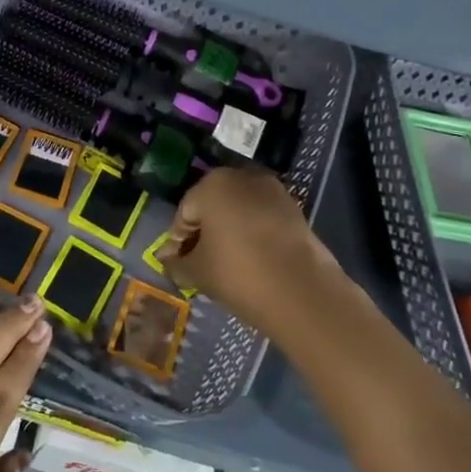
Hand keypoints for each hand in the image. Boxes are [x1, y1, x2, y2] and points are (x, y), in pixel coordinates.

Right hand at [157, 166, 356, 337]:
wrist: (304, 294)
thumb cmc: (239, 274)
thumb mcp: (197, 272)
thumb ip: (176, 263)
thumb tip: (167, 259)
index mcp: (211, 185)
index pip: (184, 213)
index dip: (178, 240)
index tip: (178, 263)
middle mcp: (241, 177)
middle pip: (211, 205)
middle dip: (203, 231)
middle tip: (199, 262)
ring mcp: (272, 190)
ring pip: (238, 209)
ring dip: (228, 230)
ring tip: (225, 262)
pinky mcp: (294, 208)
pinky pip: (261, 216)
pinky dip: (251, 232)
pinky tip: (250, 258)